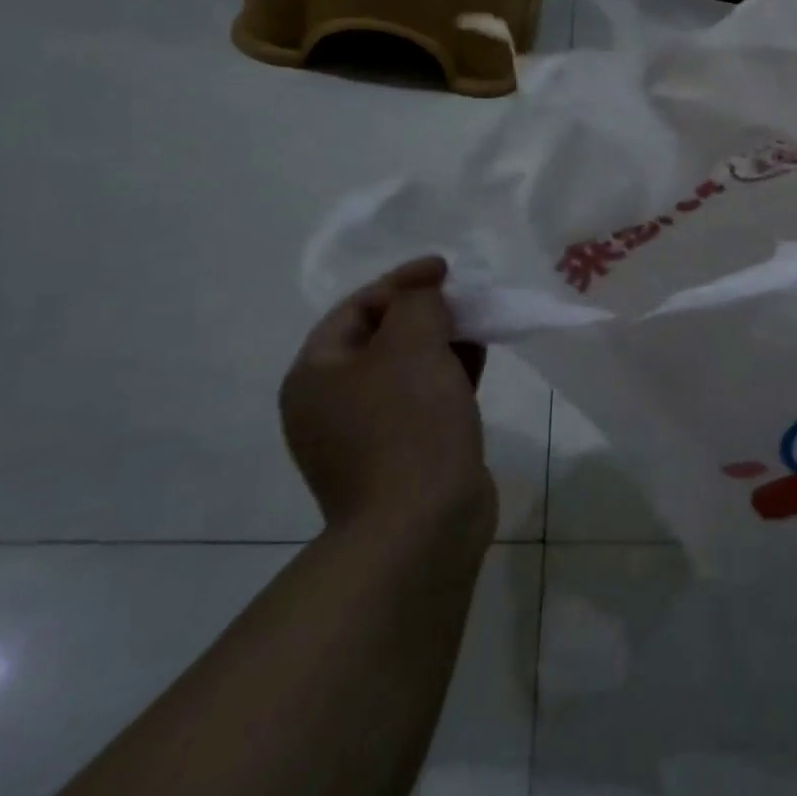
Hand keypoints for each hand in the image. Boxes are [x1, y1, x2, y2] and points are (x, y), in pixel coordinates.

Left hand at [280, 257, 496, 546]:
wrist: (422, 526)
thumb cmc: (409, 425)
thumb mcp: (412, 344)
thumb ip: (418, 301)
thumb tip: (425, 285)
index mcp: (315, 375)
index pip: (357, 307)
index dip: (403, 281)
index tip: (448, 269)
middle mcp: (330, 404)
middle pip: (381, 337)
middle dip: (426, 312)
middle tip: (467, 298)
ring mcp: (365, 434)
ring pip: (406, 369)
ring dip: (442, 342)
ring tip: (481, 325)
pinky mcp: (402, 454)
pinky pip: (424, 399)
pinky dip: (448, 375)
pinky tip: (479, 362)